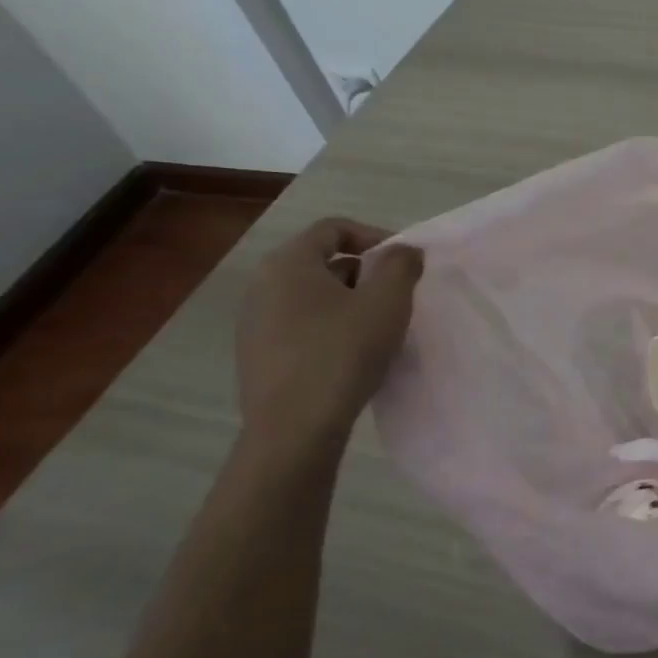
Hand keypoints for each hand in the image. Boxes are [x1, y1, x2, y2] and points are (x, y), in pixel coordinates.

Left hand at [235, 218, 423, 447]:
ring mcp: (253, 323)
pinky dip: (328, 328)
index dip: (374, 237)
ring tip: (376, 327)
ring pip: (311, 296)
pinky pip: (299, 325)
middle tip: (395, 296)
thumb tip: (403, 251)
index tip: (403, 262)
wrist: (295, 429)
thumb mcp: (388, 301)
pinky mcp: (256, 355)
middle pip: (321, 261)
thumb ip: (401, 265)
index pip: (333, 228)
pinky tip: (350, 354)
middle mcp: (261, 285)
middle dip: (363, 272)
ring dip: (347, 302)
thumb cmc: (343, 352)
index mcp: (288, 263)